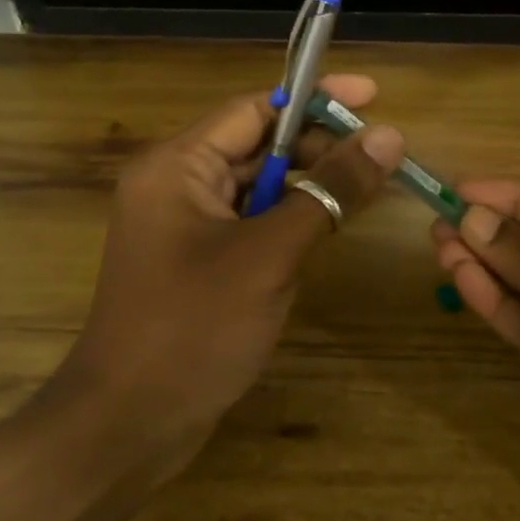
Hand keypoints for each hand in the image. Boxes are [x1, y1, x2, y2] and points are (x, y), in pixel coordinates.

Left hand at [59, 76, 404, 457]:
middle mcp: (177, 187)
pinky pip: (254, 228)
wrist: (131, 423)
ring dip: (310, 191)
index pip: (255, 110)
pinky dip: (291, 227)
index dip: (317, 100)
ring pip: (261, 191)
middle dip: (320, 150)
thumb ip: (329, 192)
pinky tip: (323, 241)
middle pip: (260, 148)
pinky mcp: (200, 266)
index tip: (375, 97)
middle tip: (382, 160)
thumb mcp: (269, 254)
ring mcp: (187, 230)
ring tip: (364, 196)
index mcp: (177, 167)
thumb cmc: (194, 328)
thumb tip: (388, 136)